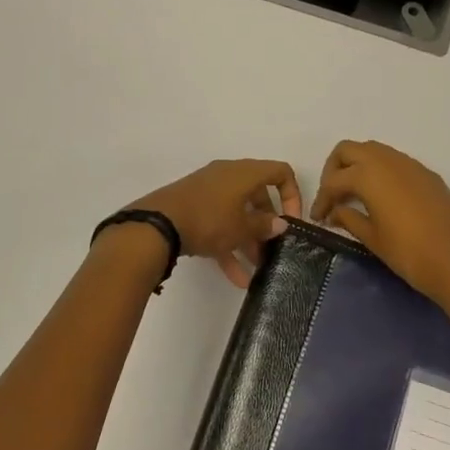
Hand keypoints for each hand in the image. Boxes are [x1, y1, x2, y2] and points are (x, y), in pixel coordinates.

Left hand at [128, 158, 302, 288]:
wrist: (157, 224)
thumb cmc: (208, 220)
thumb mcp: (241, 228)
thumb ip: (264, 226)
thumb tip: (280, 224)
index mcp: (244, 172)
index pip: (280, 172)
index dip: (292, 195)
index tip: (291, 222)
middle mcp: (228, 176)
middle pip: (258, 195)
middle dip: (267, 224)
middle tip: (272, 248)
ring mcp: (208, 191)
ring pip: (237, 213)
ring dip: (248, 240)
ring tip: (256, 269)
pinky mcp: (193, 207)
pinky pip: (218, 223)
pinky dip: (227, 245)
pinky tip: (235, 277)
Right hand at [310, 140, 449, 307]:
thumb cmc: (409, 253)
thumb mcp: (372, 238)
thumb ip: (349, 218)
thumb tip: (335, 212)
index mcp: (368, 174)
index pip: (333, 180)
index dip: (321, 199)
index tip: (318, 219)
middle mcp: (388, 160)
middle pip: (349, 150)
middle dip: (335, 170)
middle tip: (333, 197)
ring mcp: (411, 165)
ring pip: (373, 151)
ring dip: (358, 167)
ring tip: (355, 197)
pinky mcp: (428, 175)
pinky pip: (395, 162)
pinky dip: (380, 172)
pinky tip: (382, 199)